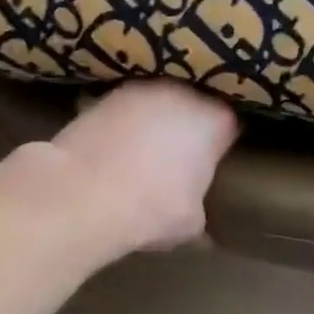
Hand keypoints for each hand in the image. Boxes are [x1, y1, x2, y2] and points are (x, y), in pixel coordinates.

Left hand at [46, 81, 240, 251]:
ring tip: (142, 154)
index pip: (230, 125)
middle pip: (193, 105)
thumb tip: (200, 224)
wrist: (83, 195)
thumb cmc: (151, 209)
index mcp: (214, 121)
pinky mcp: (102, 96)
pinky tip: (113, 150)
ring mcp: (140, 89)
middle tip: (179, 159)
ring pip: (156, 102)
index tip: (213, 163)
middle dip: (187, 126)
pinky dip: (121, 124)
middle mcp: (182, 93)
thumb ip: (200, 211)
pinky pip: (123, 110)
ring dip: (152, 122)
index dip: (221, 143)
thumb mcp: (190, 224)